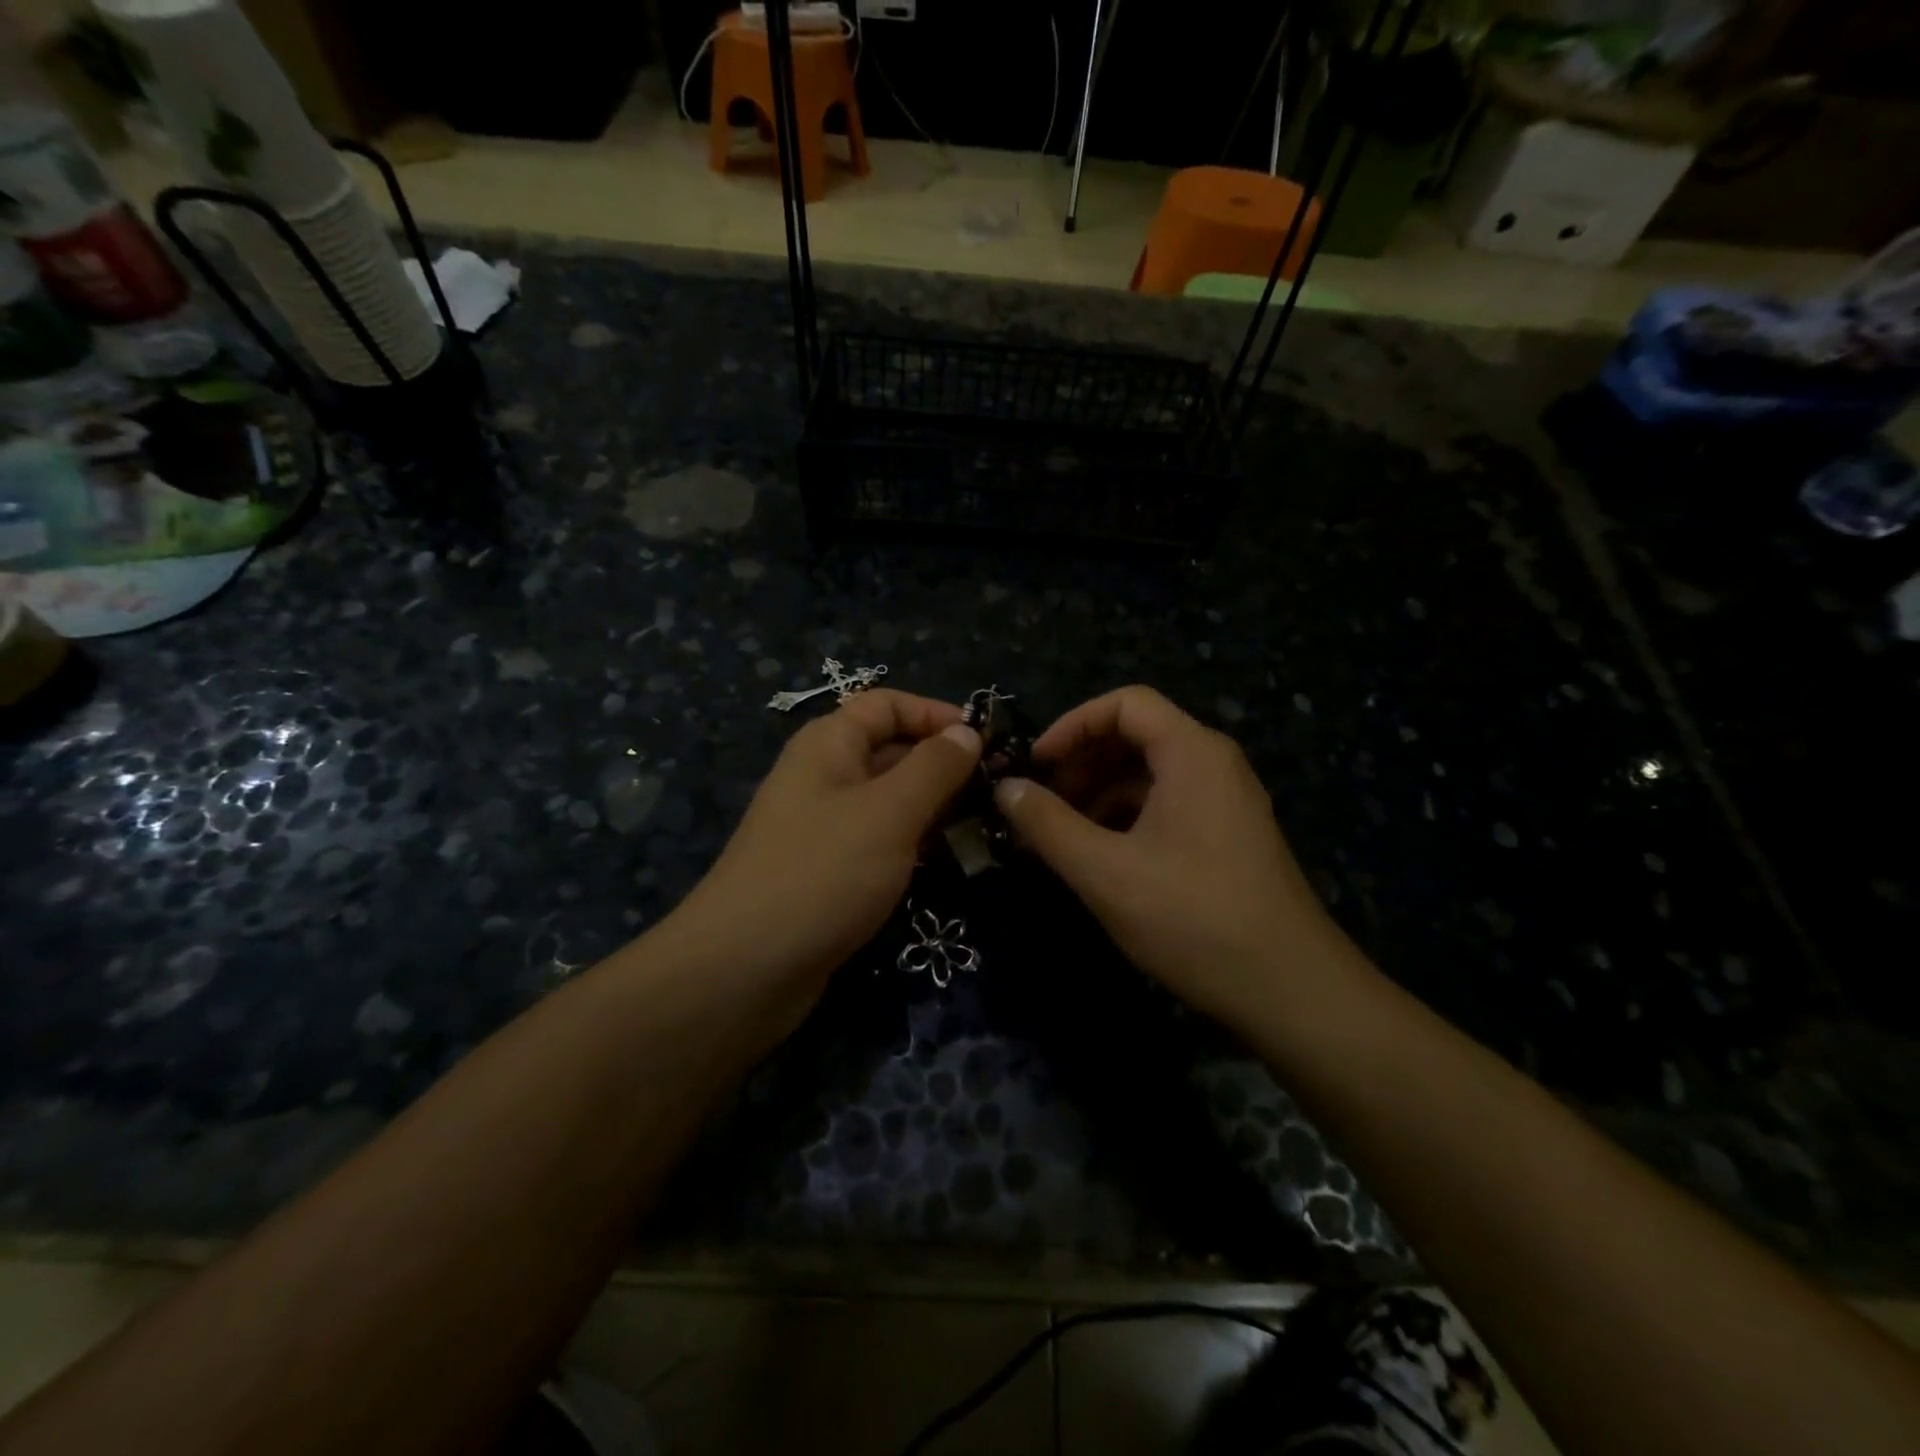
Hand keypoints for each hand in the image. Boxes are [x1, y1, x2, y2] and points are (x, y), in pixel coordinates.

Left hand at [669, 690, 981, 1001]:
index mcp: (829, 744)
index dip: (935, 714)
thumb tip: (967, 732)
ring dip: (934, 808)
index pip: (887, 704)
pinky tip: (948, 862)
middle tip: (998, 791)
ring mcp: (824, 826)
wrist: (745, 969)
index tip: (985, 742)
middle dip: (943, 765)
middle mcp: (824, 776)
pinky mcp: (829, 871)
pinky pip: (880, 841)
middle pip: (890, 750)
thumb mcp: (889, 811)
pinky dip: (913, 844)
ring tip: (984, 826)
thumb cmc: (823, 872)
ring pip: (889, 800)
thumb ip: (934, 767)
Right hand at [993, 686, 1347, 1027]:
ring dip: (1100, 794)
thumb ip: (1047, 824)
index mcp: (1192, 753)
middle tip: (1040, 803)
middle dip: (1082, 762)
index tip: (1035, 765)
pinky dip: (1126, 818)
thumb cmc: (1192, 918)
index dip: (1072, 725)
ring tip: (1061, 836)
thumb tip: (1005, 788)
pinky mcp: (1227, 837)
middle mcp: (1214, 764)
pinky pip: (1167, 805)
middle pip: (1137, 736)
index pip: (1125, 704)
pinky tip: (1100, 857)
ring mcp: (1226, 801)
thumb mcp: (1105, 871)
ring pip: (1150, 775)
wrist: (1290, 990)